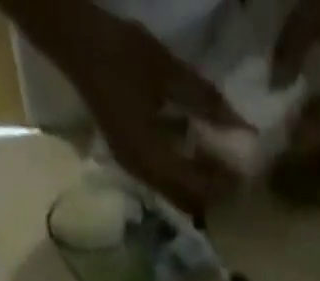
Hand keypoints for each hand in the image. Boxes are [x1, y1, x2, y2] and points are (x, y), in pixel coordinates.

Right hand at [37, 1, 246, 213]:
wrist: (73, 40)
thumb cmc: (120, 52)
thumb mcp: (168, 72)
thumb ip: (206, 101)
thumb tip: (242, 126)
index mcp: (151, 158)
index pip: (197, 189)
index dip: (223, 186)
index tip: (246, 174)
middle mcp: (144, 173)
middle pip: (188, 201)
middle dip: (214, 193)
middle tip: (237, 175)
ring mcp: (135, 168)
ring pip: (177, 194)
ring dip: (200, 186)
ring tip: (222, 165)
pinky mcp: (131, 157)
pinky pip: (166, 180)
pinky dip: (186, 174)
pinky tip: (198, 153)